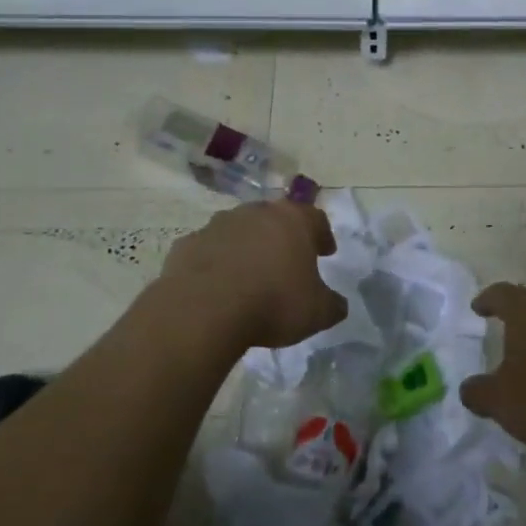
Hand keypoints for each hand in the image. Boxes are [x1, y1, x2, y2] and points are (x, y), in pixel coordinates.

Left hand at [158, 200, 345, 350]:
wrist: (203, 309)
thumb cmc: (272, 303)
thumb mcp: (317, 312)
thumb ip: (333, 304)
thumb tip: (338, 304)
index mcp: (293, 220)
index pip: (316, 218)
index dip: (323, 235)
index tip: (326, 252)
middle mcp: (257, 212)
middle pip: (276, 218)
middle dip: (283, 236)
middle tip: (288, 260)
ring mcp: (219, 224)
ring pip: (240, 229)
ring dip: (248, 246)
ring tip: (250, 274)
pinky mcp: (188, 243)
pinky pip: (209, 249)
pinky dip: (216, 261)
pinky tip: (217, 286)